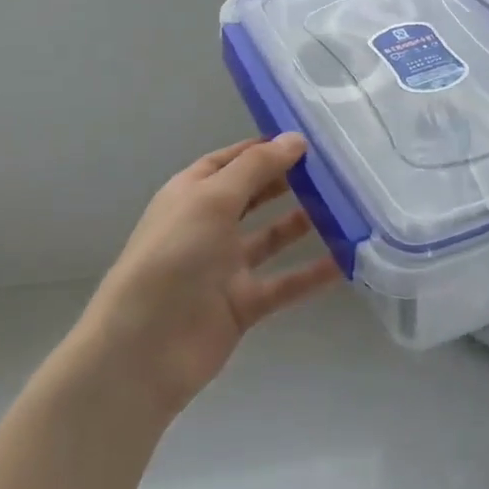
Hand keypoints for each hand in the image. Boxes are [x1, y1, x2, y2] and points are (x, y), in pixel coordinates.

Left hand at [76, 134, 340, 419]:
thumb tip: (295, 138)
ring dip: (304, 223)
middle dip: (288, 181)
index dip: (265, 148)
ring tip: (345, 206)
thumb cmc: (173, 257)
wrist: (143, 349)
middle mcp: (208, 225)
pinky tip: (346, 261)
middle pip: (254, 195)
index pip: (232, 161)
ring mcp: (225, 266)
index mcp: (192, 194)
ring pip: (272, 238)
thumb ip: (255, 168)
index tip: (308, 140)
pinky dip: (312, 274)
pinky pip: (284, 283)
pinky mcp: (242, 304)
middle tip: (333, 169)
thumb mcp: (212, 199)